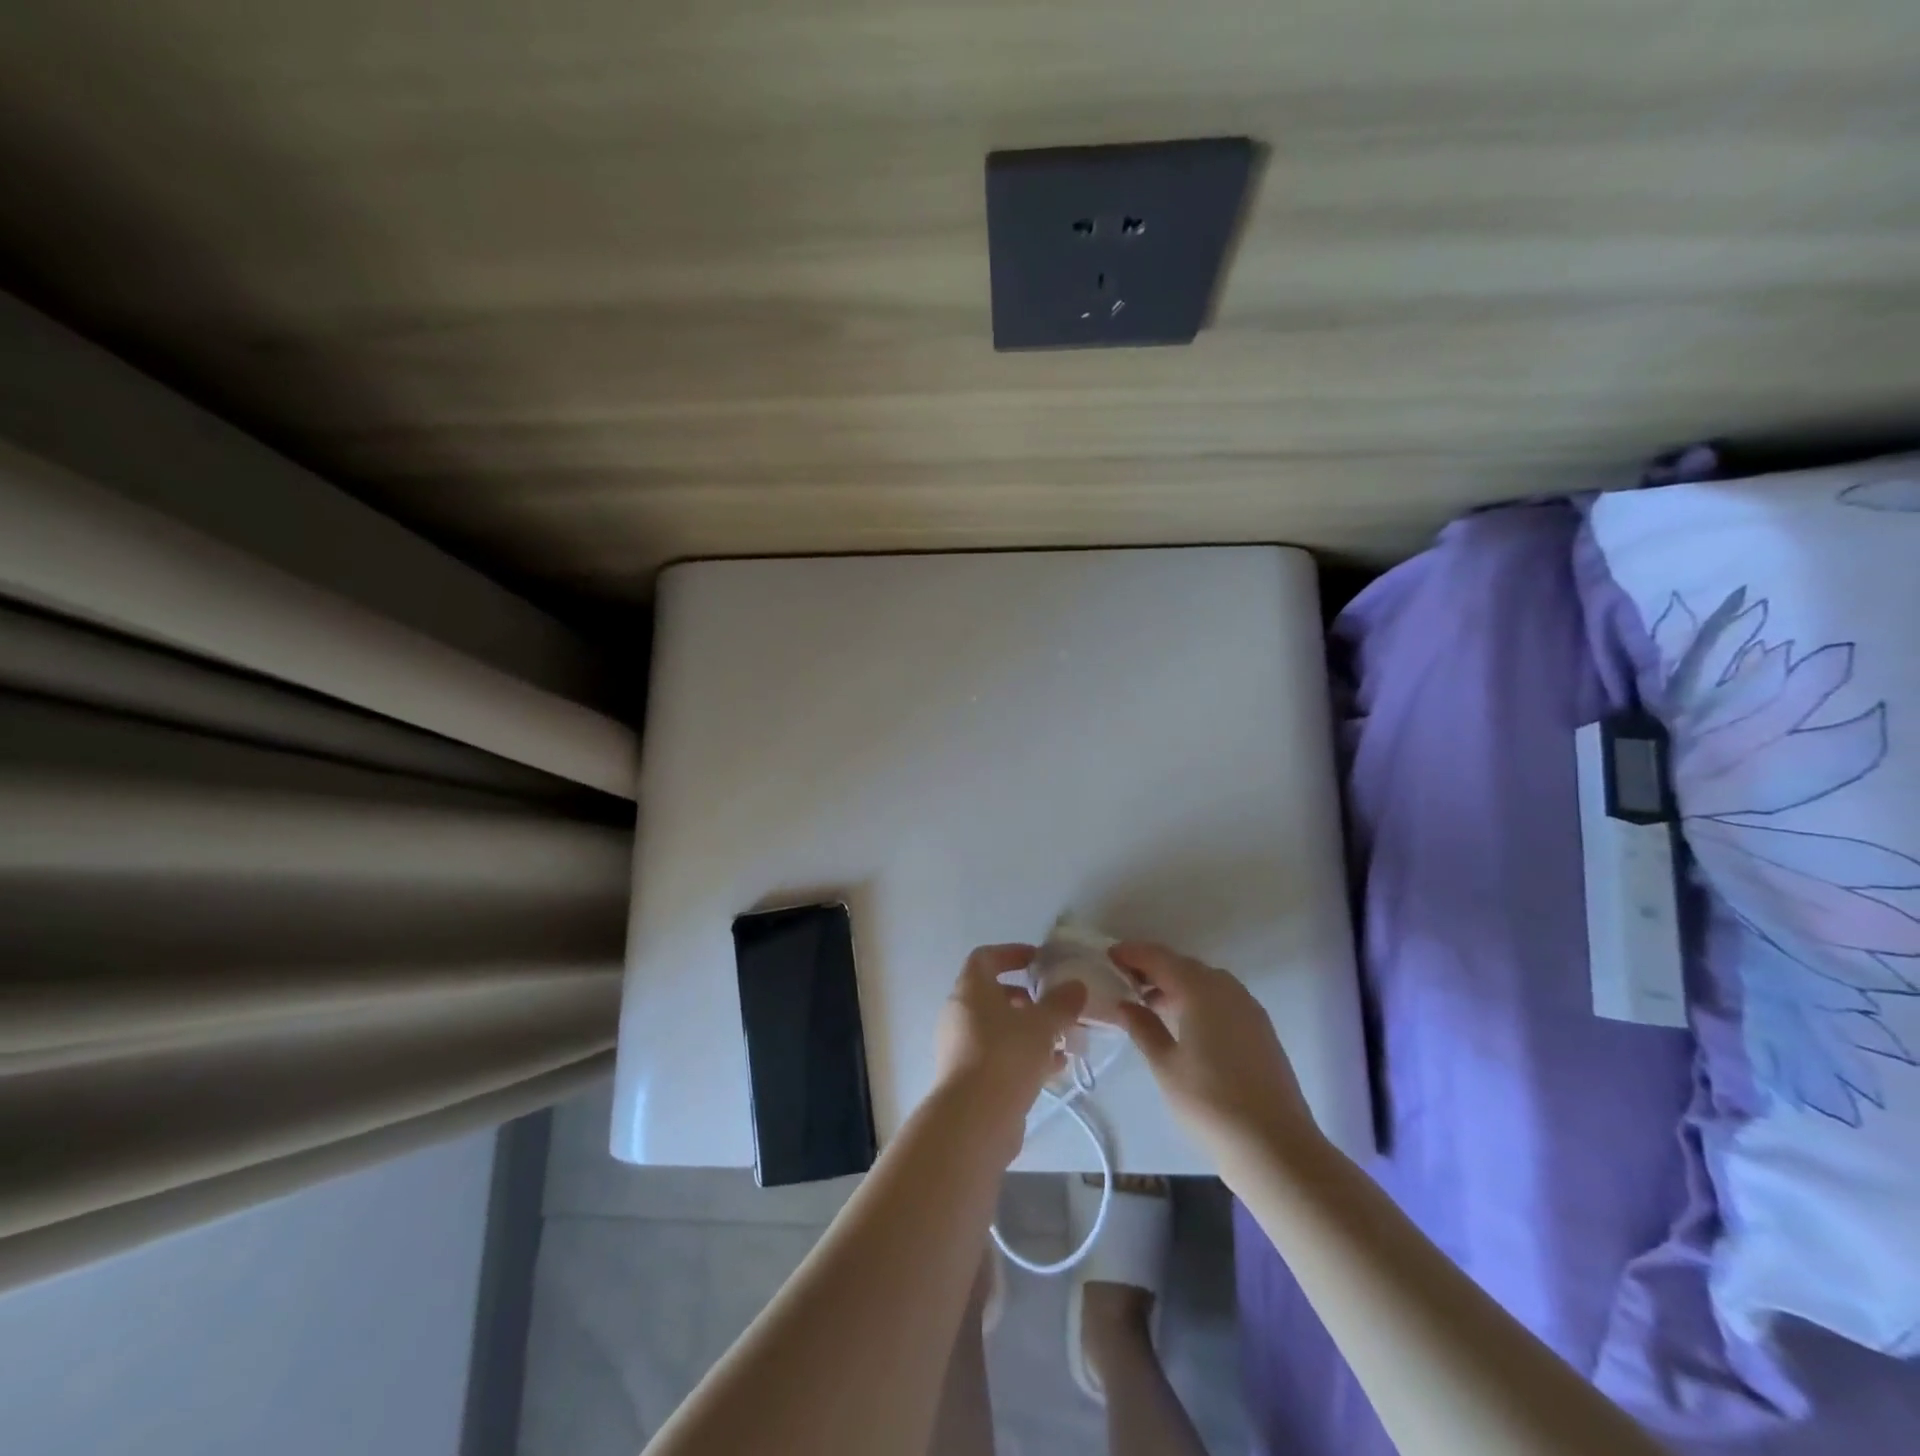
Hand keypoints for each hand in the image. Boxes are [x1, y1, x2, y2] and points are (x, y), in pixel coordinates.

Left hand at [934, 943, 1087, 1120]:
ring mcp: (962, 1047)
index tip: (1039, 960)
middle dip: (1028, 998)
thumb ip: (1062, 1002)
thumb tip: (1076, 986)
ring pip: (1000, 1028)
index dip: (1012, 953)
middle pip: (994, 994)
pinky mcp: (970, 1078)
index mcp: (970, 990)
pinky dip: (1025, 1055)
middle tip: (1055, 1004)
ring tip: (1064, 1039)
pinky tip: (1055, 1068)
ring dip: (1031, 1030)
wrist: (974, 1120)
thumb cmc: (1006, 1056)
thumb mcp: (1042, 1024)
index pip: (986, 957)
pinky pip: (1000, 1056)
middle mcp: (960, 1014)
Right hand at [1108, 941, 1320, 1165]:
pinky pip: (1222, 998)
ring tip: (1149, 1003)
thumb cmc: (1210, 1103)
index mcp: (1200, 990)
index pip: (1159, 958)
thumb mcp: (1166, 1066)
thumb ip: (1143, 1028)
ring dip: (1176, 983)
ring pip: (1205, 981)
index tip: (1108, 956)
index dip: (1132, 953)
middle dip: (1153, 968)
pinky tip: (1184, 1022)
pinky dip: (1198, 999)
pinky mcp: (1261, 1028)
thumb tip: (1125, 1004)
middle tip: (1124, 980)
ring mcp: (1248, 1008)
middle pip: (1183, 965)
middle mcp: (1227, 989)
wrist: (1275, 1146)